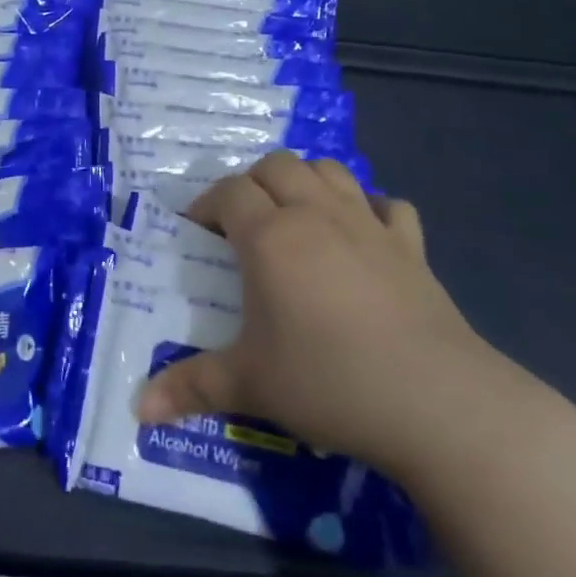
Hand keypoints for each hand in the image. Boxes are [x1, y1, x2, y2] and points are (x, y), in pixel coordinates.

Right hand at [136, 152, 512, 477]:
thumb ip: (191, 387)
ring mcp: (368, 225)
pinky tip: (362, 236)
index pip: (228, 192)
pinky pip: (388, 206)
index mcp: (270, 236)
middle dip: (253, 184)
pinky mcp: (412, 247)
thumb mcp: (250, 385)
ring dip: (306, 182)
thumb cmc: (329, 382)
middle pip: (277, 166)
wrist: (437, 403)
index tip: (198, 233)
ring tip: (296, 218)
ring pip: (330, 171)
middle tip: (244, 225)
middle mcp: (316, 215)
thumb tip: (138, 410)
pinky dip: (369, 209)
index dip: (207, 205)